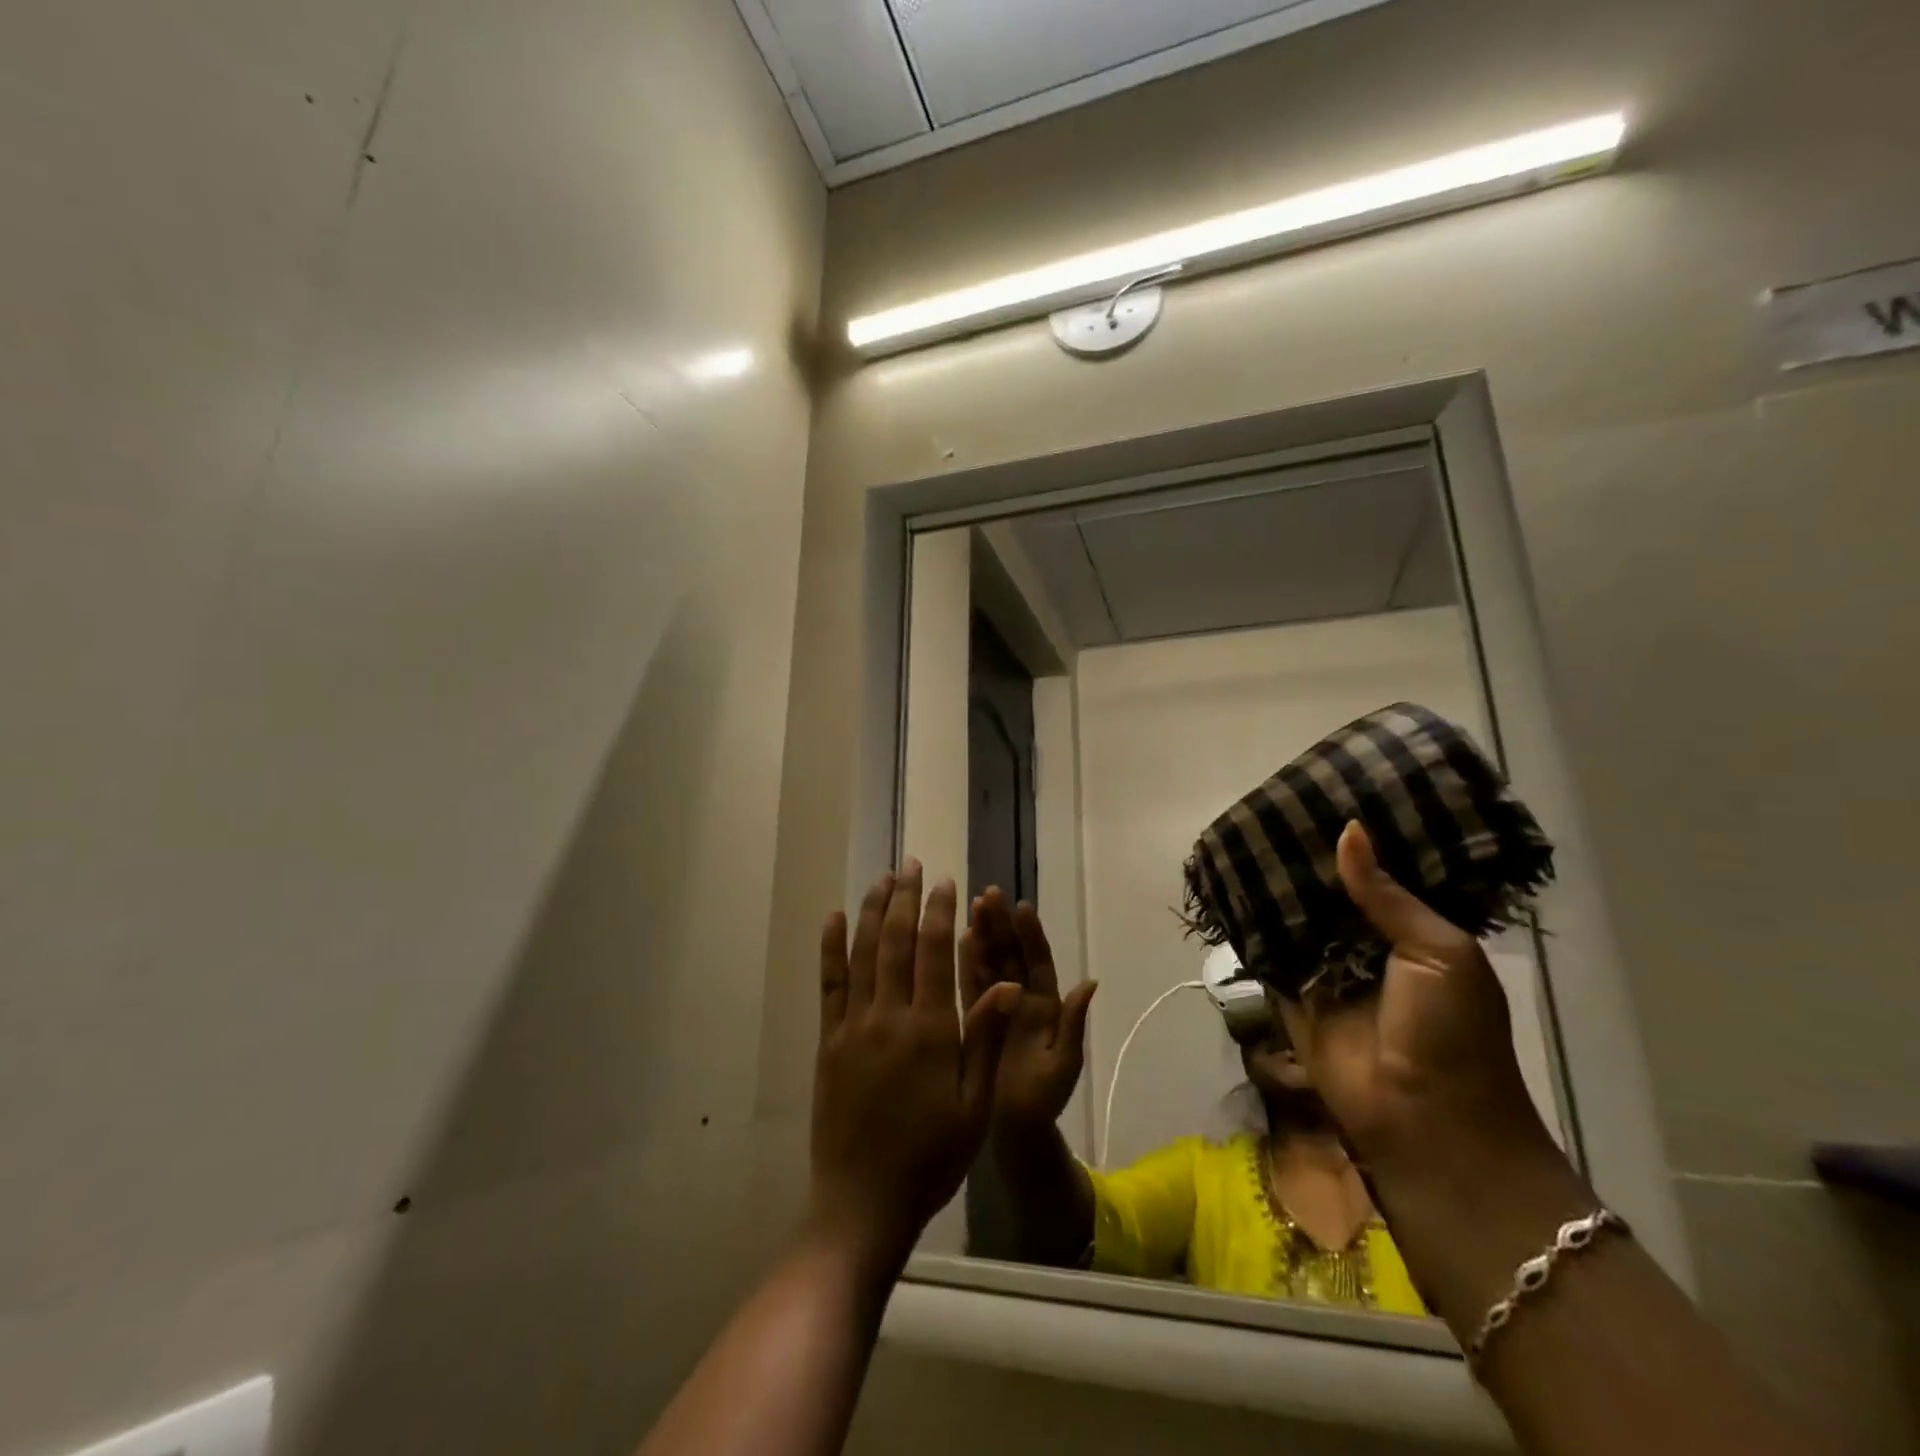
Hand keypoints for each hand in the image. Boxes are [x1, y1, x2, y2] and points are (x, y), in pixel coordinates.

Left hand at [810, 864, 1019, 1265]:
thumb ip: (983, 1040)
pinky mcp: (828, 1041)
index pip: (934, 953)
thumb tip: (1003, 984)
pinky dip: (832, 946)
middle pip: (897, 942)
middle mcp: (888, 1017)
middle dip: (906, 898)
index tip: (945, 883)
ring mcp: (853, 1027)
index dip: (940, 912)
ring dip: (874, 911)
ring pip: (863, 953)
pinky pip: (829, 983)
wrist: (862, 1203)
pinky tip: (836, 918)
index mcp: (929, 1031)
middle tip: (913, 864)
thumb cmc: (930, 1158)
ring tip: (883, 878)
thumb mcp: (973, 1105)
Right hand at [958, 889, 1095, 1136]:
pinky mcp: (976, 1017)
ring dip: (982, 934)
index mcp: (1045, 1006)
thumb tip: (1090, 981)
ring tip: (972, 905)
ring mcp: (997, 1005)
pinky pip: (970, 984)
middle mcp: (1021, 998)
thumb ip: (1072, 1023)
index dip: (1031, 935)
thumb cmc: (1042, 1099)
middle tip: (989, 894)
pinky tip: (958, 938)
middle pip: (1011, 954)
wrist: (1013, 1130)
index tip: (1022, 907)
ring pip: (990, 962)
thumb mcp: (1062, 1063)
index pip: (1038, 961)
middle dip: (1001, 924)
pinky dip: (965, 961)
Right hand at [1276, 823, 1554, 1174]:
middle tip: (1272, 808)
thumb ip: (1388, 895)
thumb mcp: (1438, 951)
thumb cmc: (1451, 1032)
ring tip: (1244, 834)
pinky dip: (1250, 924)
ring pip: (1295, 917)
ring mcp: (1325, 969)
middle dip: (1307, 860)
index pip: (1379, 876)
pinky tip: (1228, 884)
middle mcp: (1366, 945)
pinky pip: (1267, 952)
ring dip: (1275, 887)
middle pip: (1330, 893)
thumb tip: (1349, 830)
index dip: (1357, 843)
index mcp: (1413, 932)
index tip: (1326, 796)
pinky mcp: (1289, 993)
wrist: (1423, 1120)